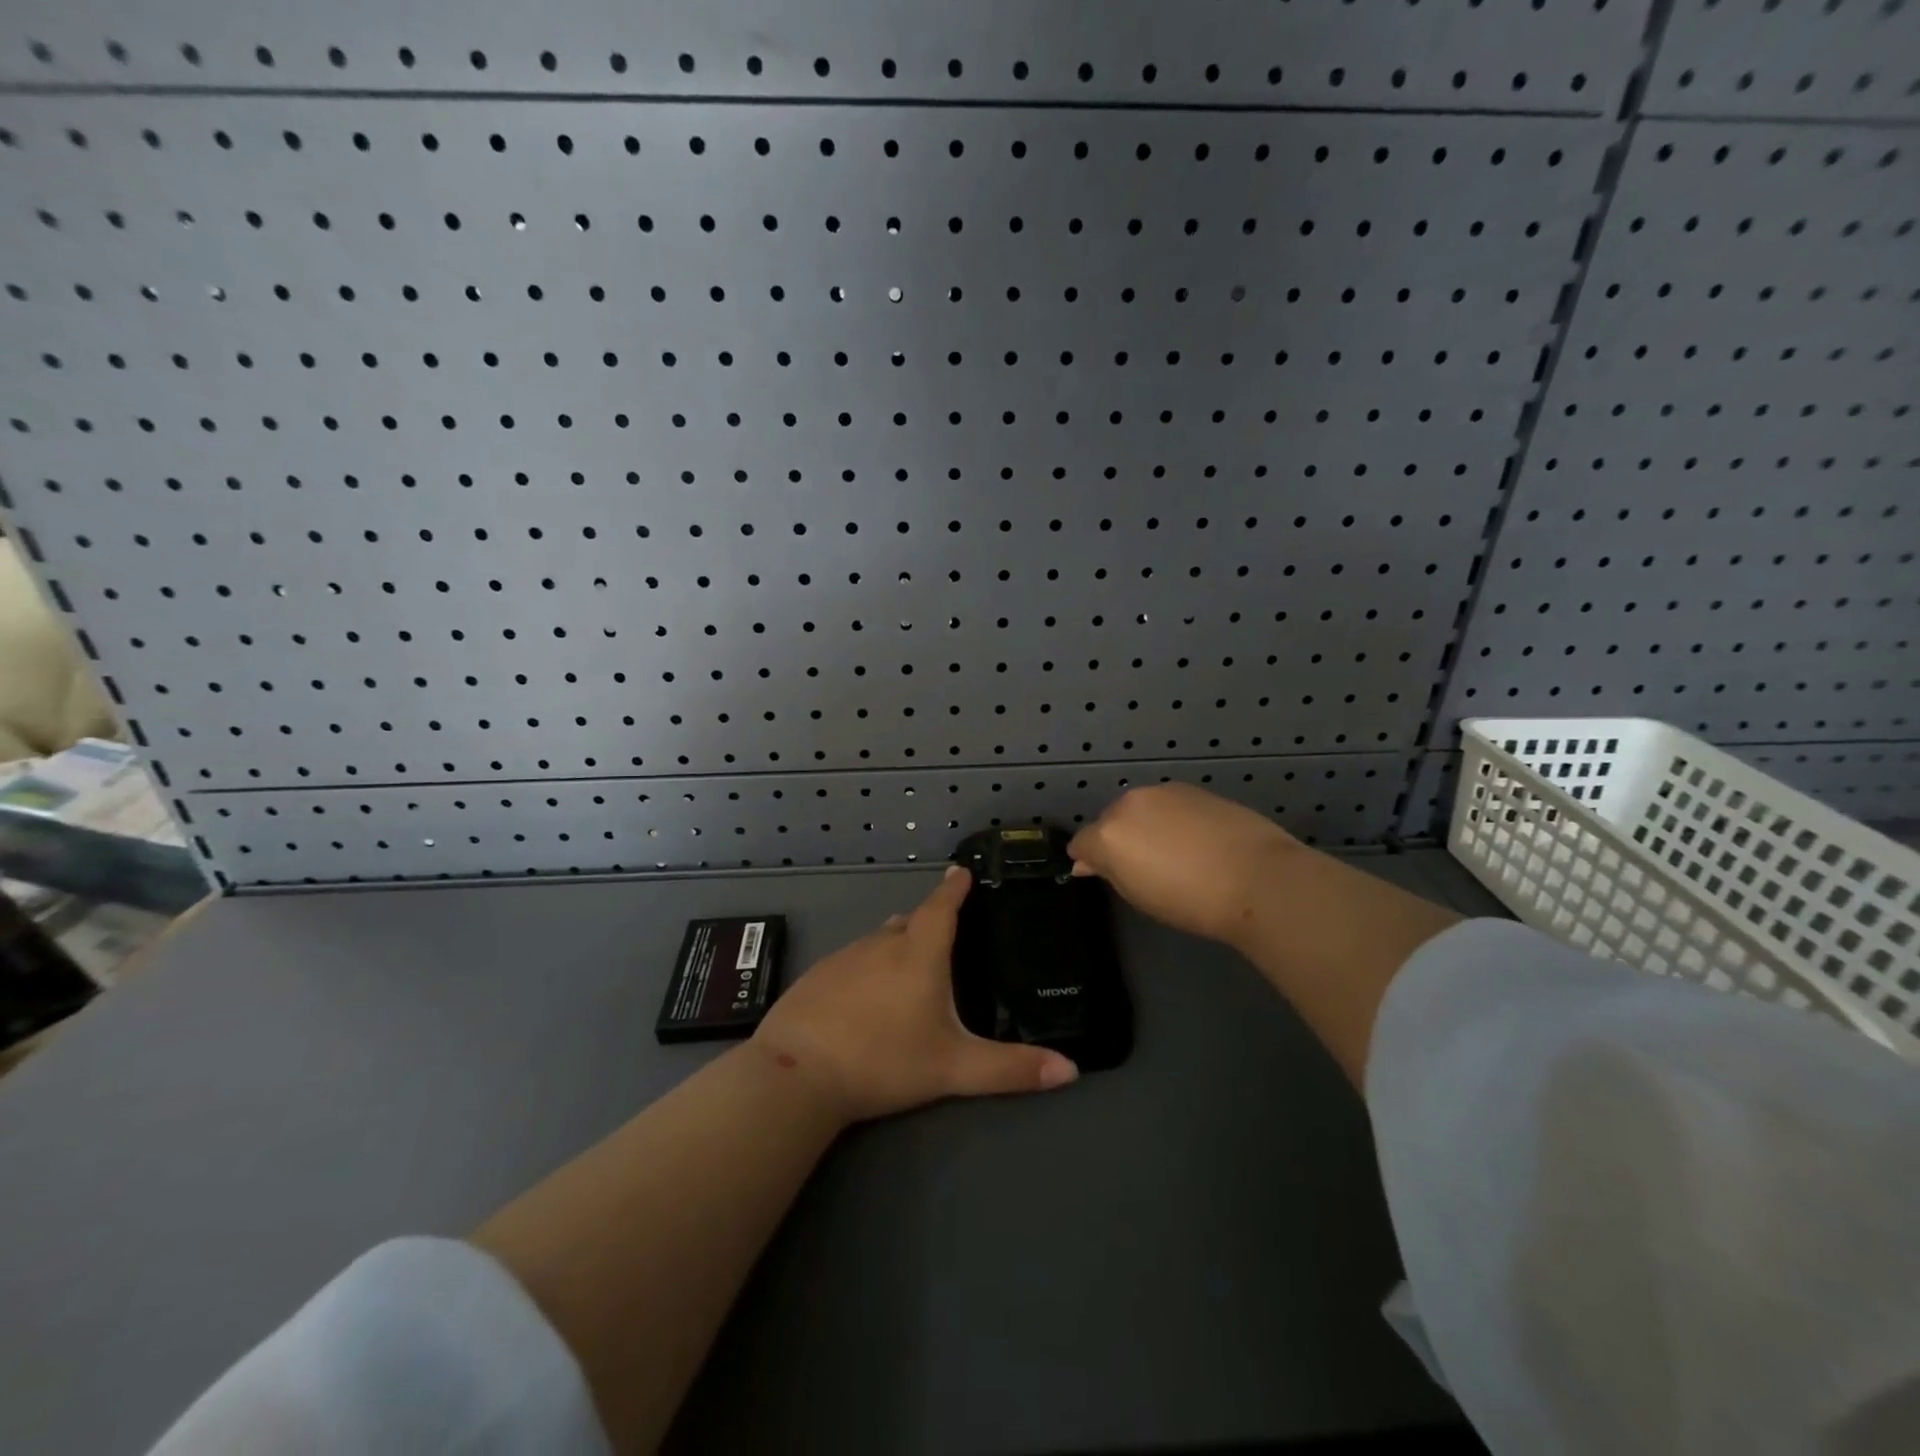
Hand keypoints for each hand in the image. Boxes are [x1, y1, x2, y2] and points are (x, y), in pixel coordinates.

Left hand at [752, 866, 1078, 1122]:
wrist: (796, 1074)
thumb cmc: (883, 1062)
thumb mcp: (953, 1069)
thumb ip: (1011, 1069)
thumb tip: (1071, 1070)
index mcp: (918, 954)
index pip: (942, 907)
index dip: (954, 889)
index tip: (962, 871)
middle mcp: (881, 944)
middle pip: (910, 921)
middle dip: (929, 919)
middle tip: (946, 929)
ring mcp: (844, 957)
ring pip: (879, 939)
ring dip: (898, 942)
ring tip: (910, 961)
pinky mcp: (817, 975)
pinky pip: (853, 958)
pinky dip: (868, 965)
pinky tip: (866, 993)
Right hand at [1068, 784, 1299, 946]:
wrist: (1258, 878)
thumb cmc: (1191, 902)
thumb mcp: (1140, 896)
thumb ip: (1109, 871)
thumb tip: (1088, 862)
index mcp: (1108, 833)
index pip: (1081, 843)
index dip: (1089, 860)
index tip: (1103, 875)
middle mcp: (1129, 804)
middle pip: (1109, 820)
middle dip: (1118, 839)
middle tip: (1143, 868)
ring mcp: (1163, 792)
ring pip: (1141, 809)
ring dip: (1146, 825)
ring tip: (1174, 854)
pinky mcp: (1193, 789)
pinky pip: (1169, 804)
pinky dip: (1173, 819)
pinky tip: (1196, 841)